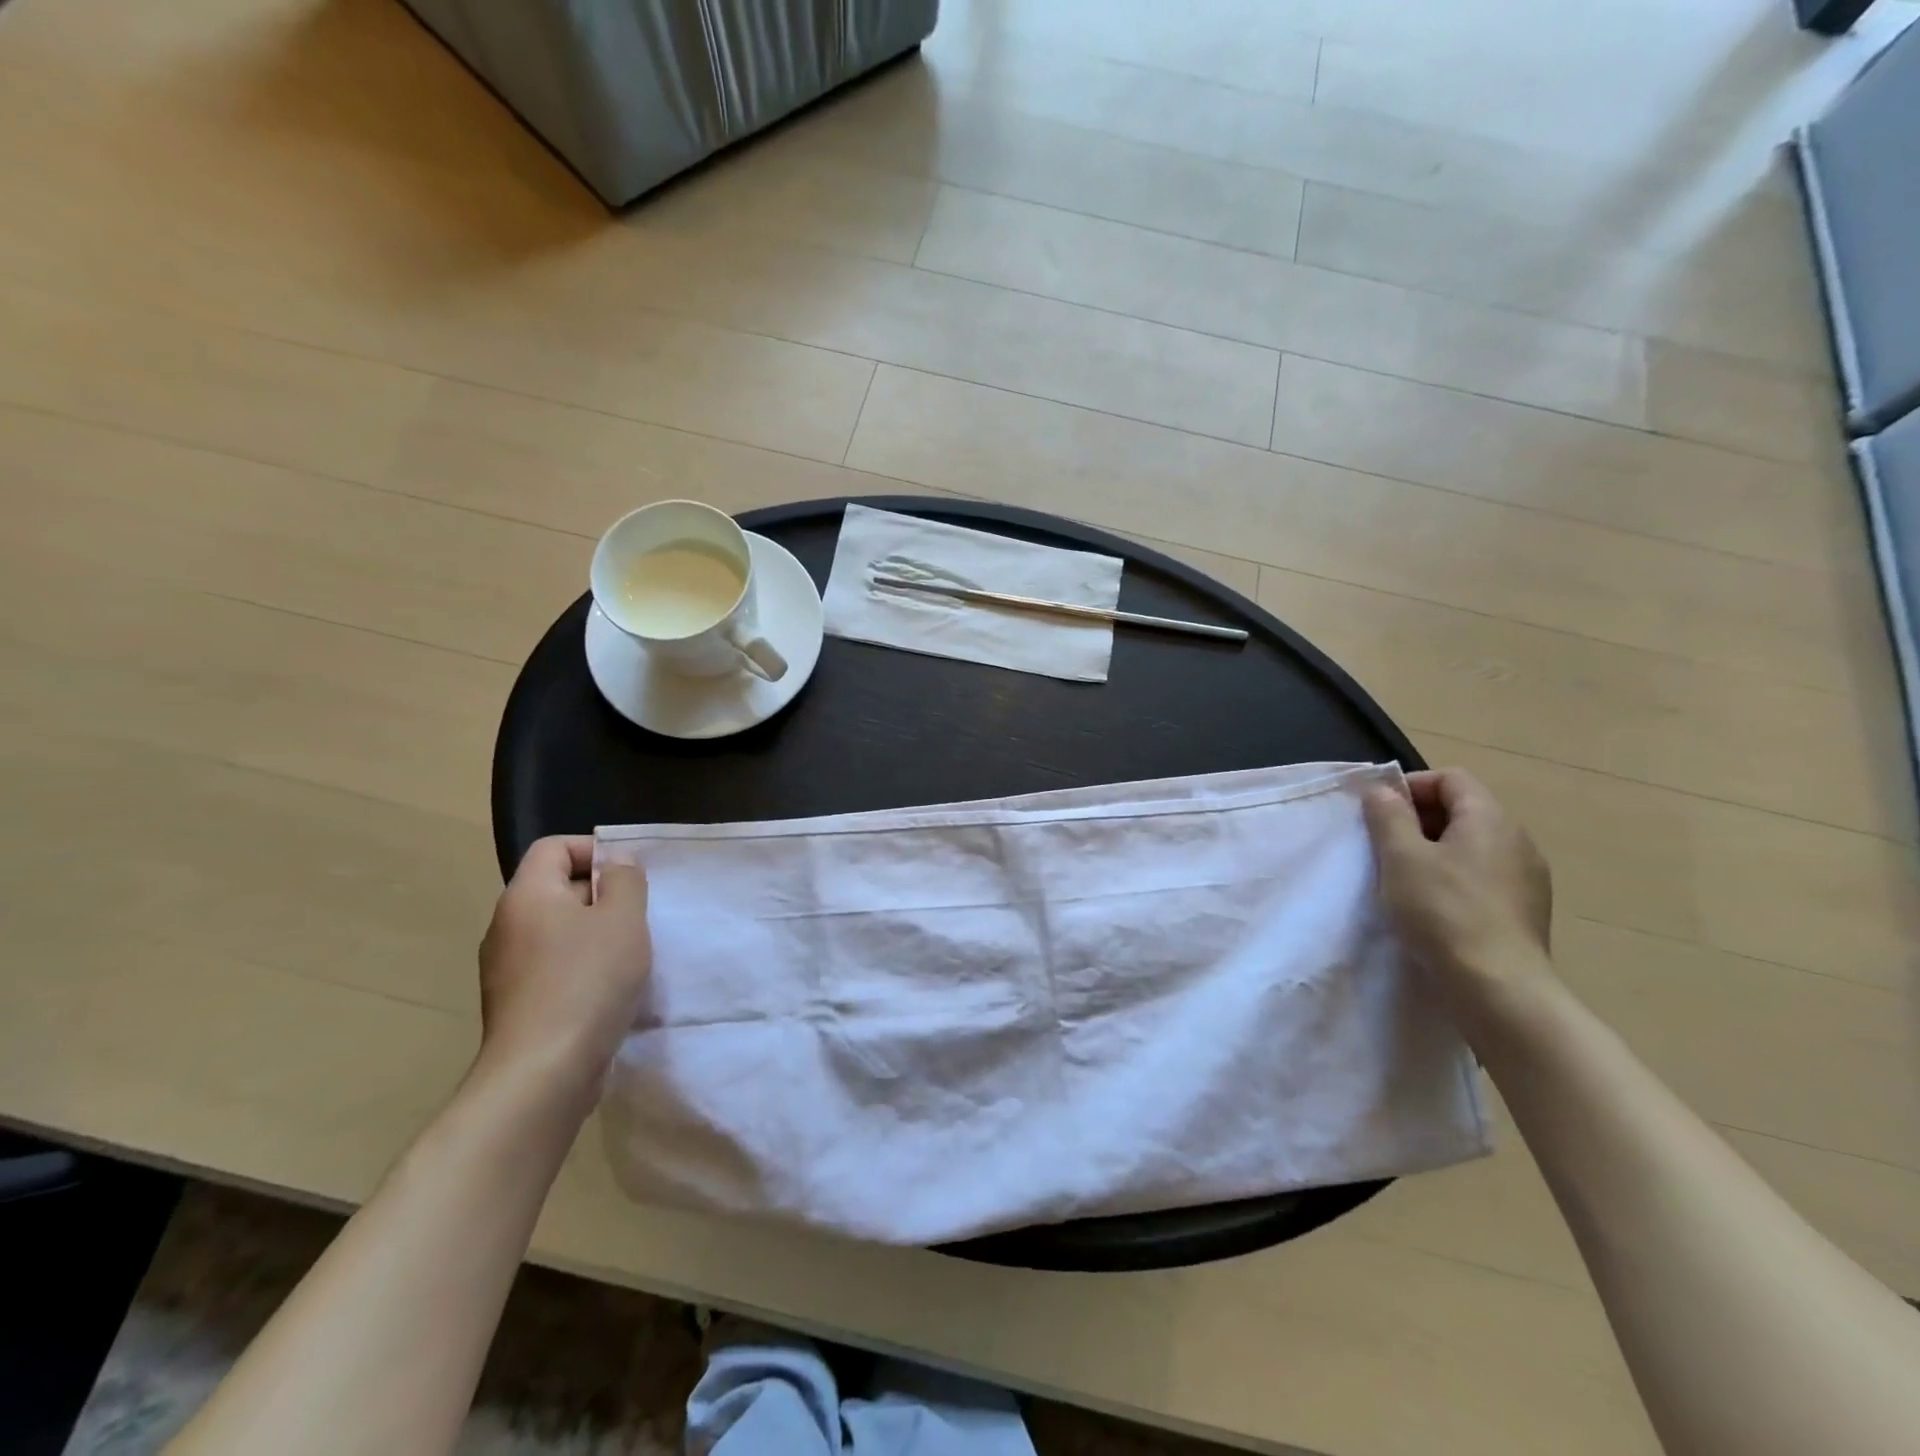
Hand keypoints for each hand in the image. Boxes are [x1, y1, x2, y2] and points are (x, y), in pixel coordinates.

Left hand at [475, 837, 651, 1103]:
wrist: (543, 1072)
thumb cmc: (588, 980)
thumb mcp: (623, 918)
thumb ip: (625, 880)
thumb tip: (617, 863)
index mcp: (526, 896)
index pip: (554, 847)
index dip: (595, 850)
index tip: (631, 876)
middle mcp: (507, 926)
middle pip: (557, 888)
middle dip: (602, 895)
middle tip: (639, 915)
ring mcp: (507, 969)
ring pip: (559, 930)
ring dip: (597, 934)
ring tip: (631, 954)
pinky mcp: (517, 1003)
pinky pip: (554, 966)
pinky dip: (584, 967)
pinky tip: (610, 990)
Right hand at [1362, 768, 1553, 1024]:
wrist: (1499, 988)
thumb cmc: (1443, 911)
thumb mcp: (1401, 857)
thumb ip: (1389, 816)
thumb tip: (1383, 790)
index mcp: (1490, 818)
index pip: (1451, 778)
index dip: (1411, 787)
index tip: (1379, 813)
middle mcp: (1517, 840)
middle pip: (1463, 809)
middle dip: (1419, 820)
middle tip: (1384, 846)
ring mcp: (1527, 877)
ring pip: (1472, 845)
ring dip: (1434, 851)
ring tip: (1404, 878)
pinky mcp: (1525, 910)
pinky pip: (1483, 875)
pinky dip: (1454, 878)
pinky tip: (1433, 906)